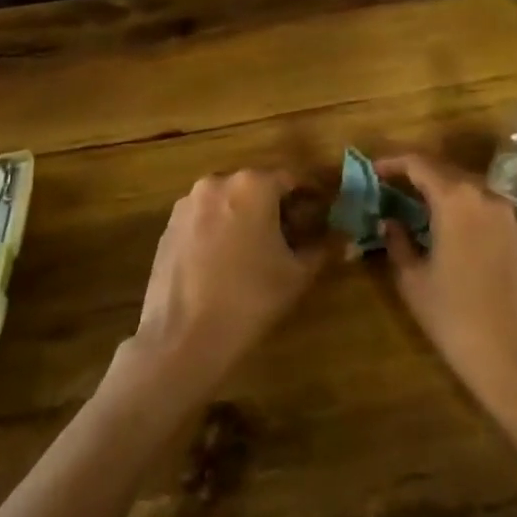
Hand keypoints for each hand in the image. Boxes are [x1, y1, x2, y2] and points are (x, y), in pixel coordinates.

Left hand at [122, 169, 329, 398]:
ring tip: (259, 250)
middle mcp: (217, 182)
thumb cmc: (250, 299)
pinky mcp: (169, 225)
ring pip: (228, 201)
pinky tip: (226, 261)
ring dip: (245, 216)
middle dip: (276, 206)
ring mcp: (188, 203)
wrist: (184, 337)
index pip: (291, 179)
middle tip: (293, 235)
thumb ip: (323, 248)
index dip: (310, 196)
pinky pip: (204, 218)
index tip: (322, 213)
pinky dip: (219, 229)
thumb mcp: (296, 274)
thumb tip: (346, 239)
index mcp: (252, 185)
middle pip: (256, 186)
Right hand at [377, 154, 516, 446]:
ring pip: (468, 190)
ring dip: (441, 192)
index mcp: (455, 199)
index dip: (392, 163)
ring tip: (416, 209)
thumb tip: (389, 220)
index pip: (418, 163)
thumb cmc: (456, 319)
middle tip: (390, 189)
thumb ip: (397, 242)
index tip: (372, 170)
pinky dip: (464, 211)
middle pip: (446, 171)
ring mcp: (509, 217)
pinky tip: (449, 233)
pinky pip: (486, 211)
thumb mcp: (413, 281)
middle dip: (416, 176)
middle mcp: (486, 196)